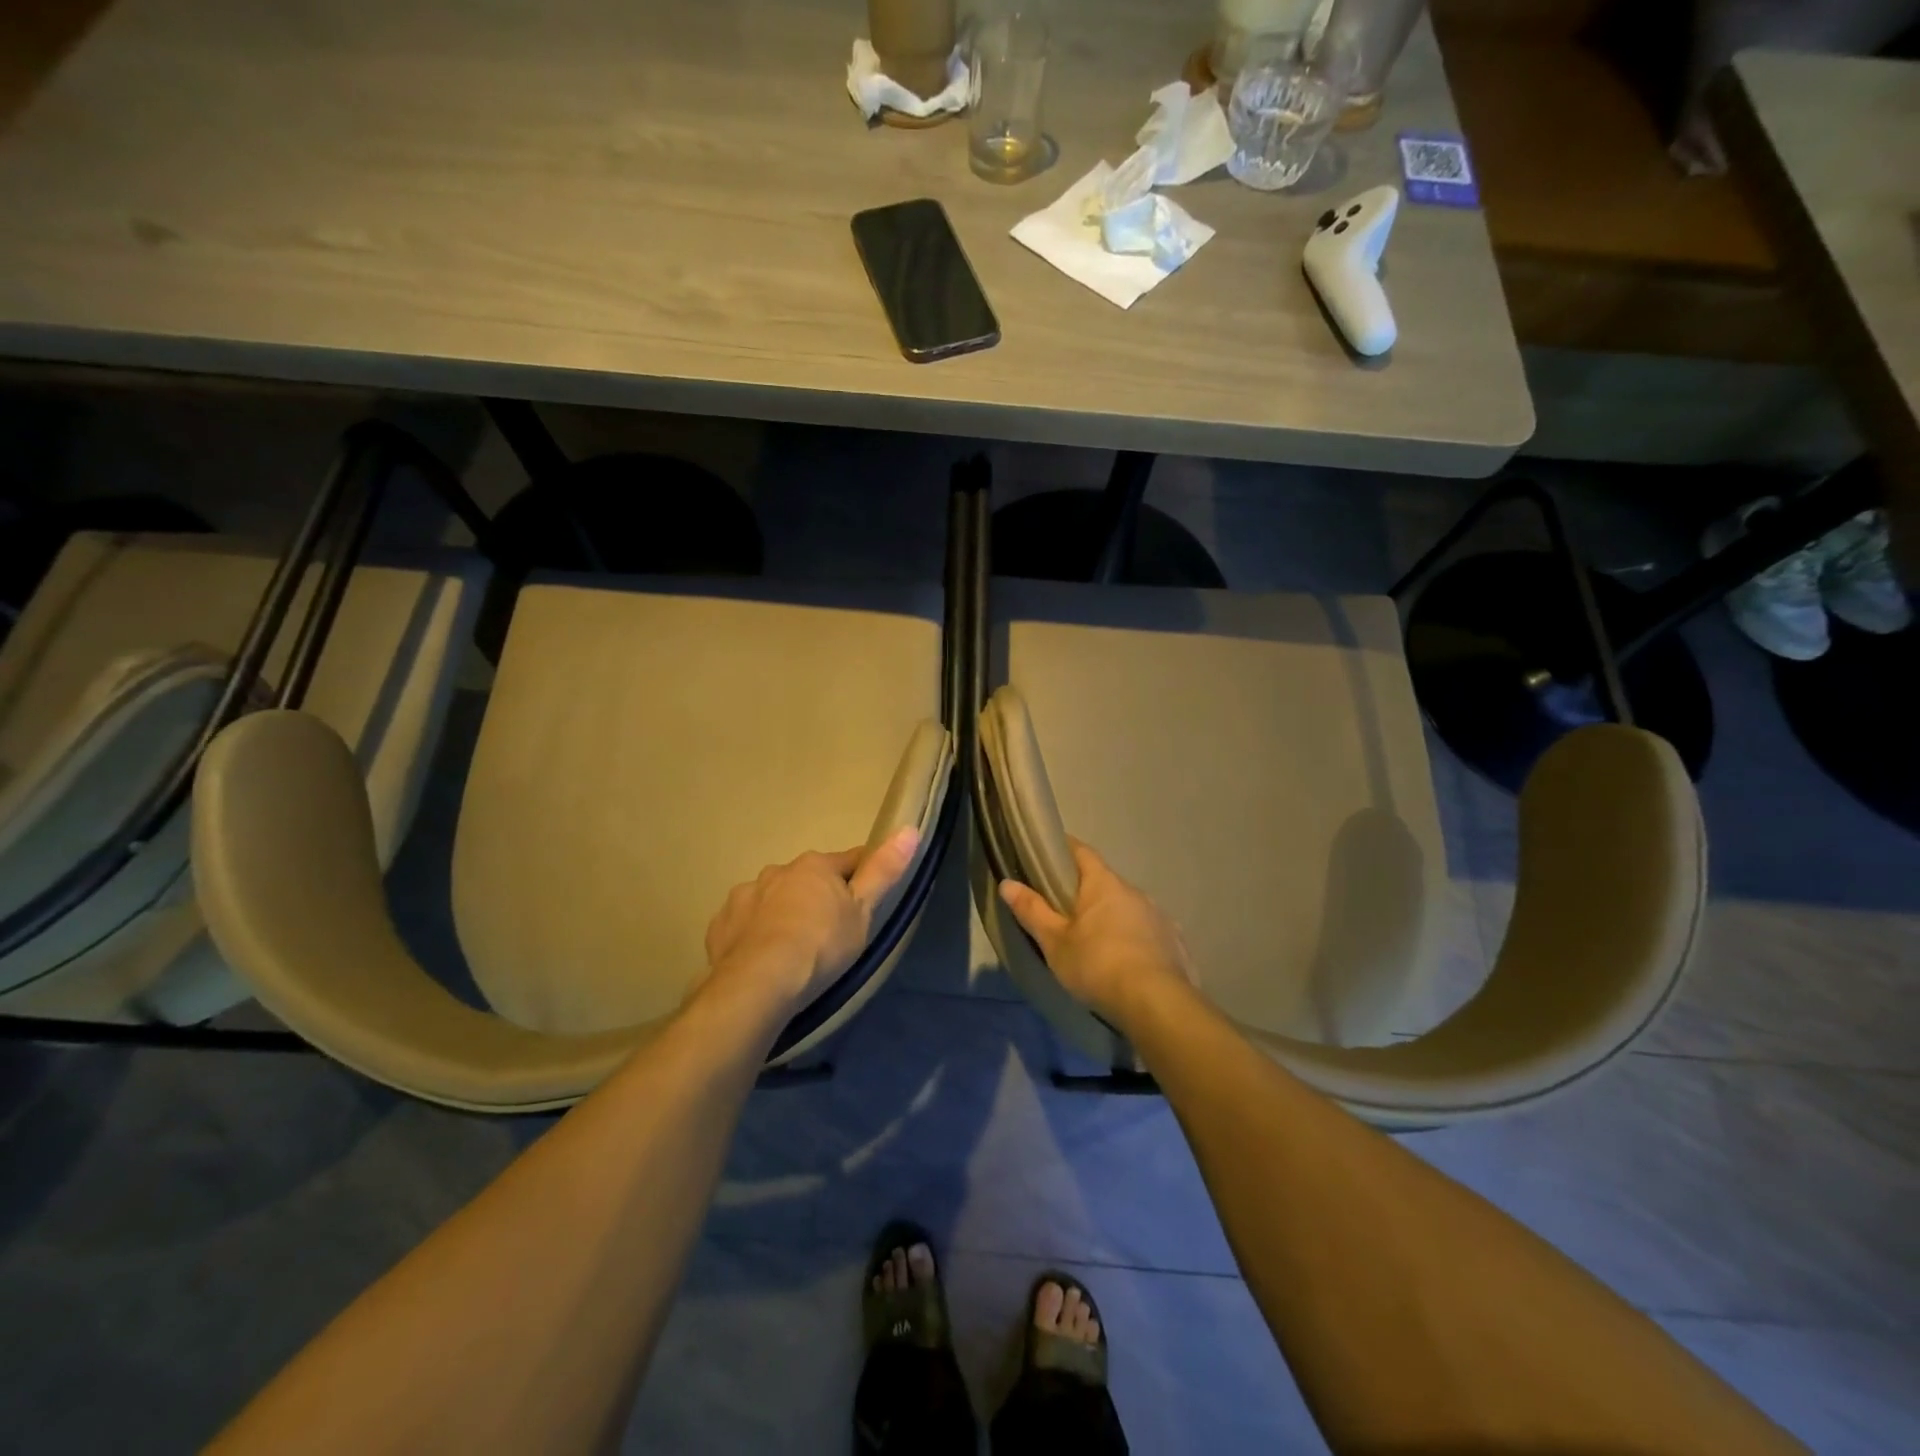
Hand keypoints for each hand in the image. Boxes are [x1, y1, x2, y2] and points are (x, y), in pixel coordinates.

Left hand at [702, 827, 920, 1013]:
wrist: (758, 983)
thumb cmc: (821, 945)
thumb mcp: (863, 912)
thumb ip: (884, 871)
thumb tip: (909, 829)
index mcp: (814, 866)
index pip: (849, 860)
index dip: (863, 873)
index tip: (870, 892)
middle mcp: (776, 871)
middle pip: (806, 879)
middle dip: (817, 896)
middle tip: (829, 931)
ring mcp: (744, 897)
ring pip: (772, 899)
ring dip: (783, 913)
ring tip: (792, 948)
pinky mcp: (720, 925)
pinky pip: (744, 923)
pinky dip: (754, 933)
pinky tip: (762, 958)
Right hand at [998, 840, 1194, 1026]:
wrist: (1156, 1003)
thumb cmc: (1097, 965)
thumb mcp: (1054, 941)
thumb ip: (1032, 910)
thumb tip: (1007, 883)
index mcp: (1103, 884)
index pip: (1082, 852)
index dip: (1065, 849)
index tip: (1049, 854)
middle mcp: (1134, 891)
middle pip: (1105, 882)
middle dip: (1087, 892)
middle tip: (1065, 911)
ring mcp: (1159, 916)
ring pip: (1128, 908)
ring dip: (1112, 917)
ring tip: (1096, 942)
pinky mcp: (1175, 942)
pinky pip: (1149, 932)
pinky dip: (1135, 939)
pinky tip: (1127, 961)